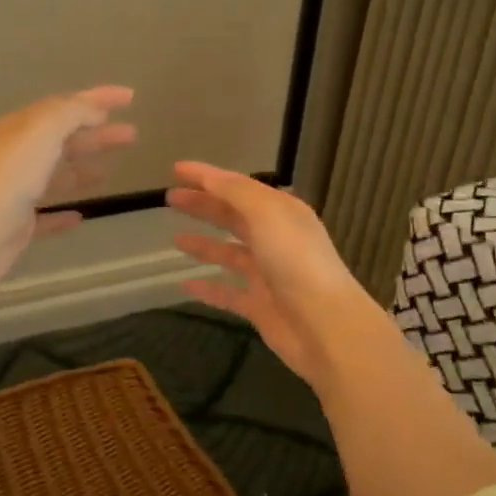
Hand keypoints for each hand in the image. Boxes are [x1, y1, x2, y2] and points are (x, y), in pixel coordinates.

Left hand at [0, 86, 136, 297]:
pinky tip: (80, 216)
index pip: (65, 105)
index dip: (99, 98)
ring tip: (109, 171)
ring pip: (55, 175)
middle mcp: (16, 156)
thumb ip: (72, 113)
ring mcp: (16, 193)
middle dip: (97, 133)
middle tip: (132, 135)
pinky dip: (63, 213)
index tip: (131, 97)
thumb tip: (94, 110)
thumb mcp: (43, 130)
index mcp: (21, 128)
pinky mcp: (17, 227)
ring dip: (82, 169)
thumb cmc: (10, 177)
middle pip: (63, 139)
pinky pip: (46, 216)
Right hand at [168, 163, 385, 392]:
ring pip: (230, 254)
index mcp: (282, 212)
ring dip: (204, 245)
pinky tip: (184, 285)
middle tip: (170, 200)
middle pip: (234, 217)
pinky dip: (207, 288)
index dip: (207, 177)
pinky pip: (227, 293)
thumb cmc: (296, 262)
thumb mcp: (267, 214)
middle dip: (204, 206)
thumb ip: (236, 193)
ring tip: (175, 239)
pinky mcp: (260, 306)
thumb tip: (209, 177)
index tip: (176, 170)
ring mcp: (268, 274)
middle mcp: (276, 239)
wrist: (325, 325)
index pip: (239, 187)